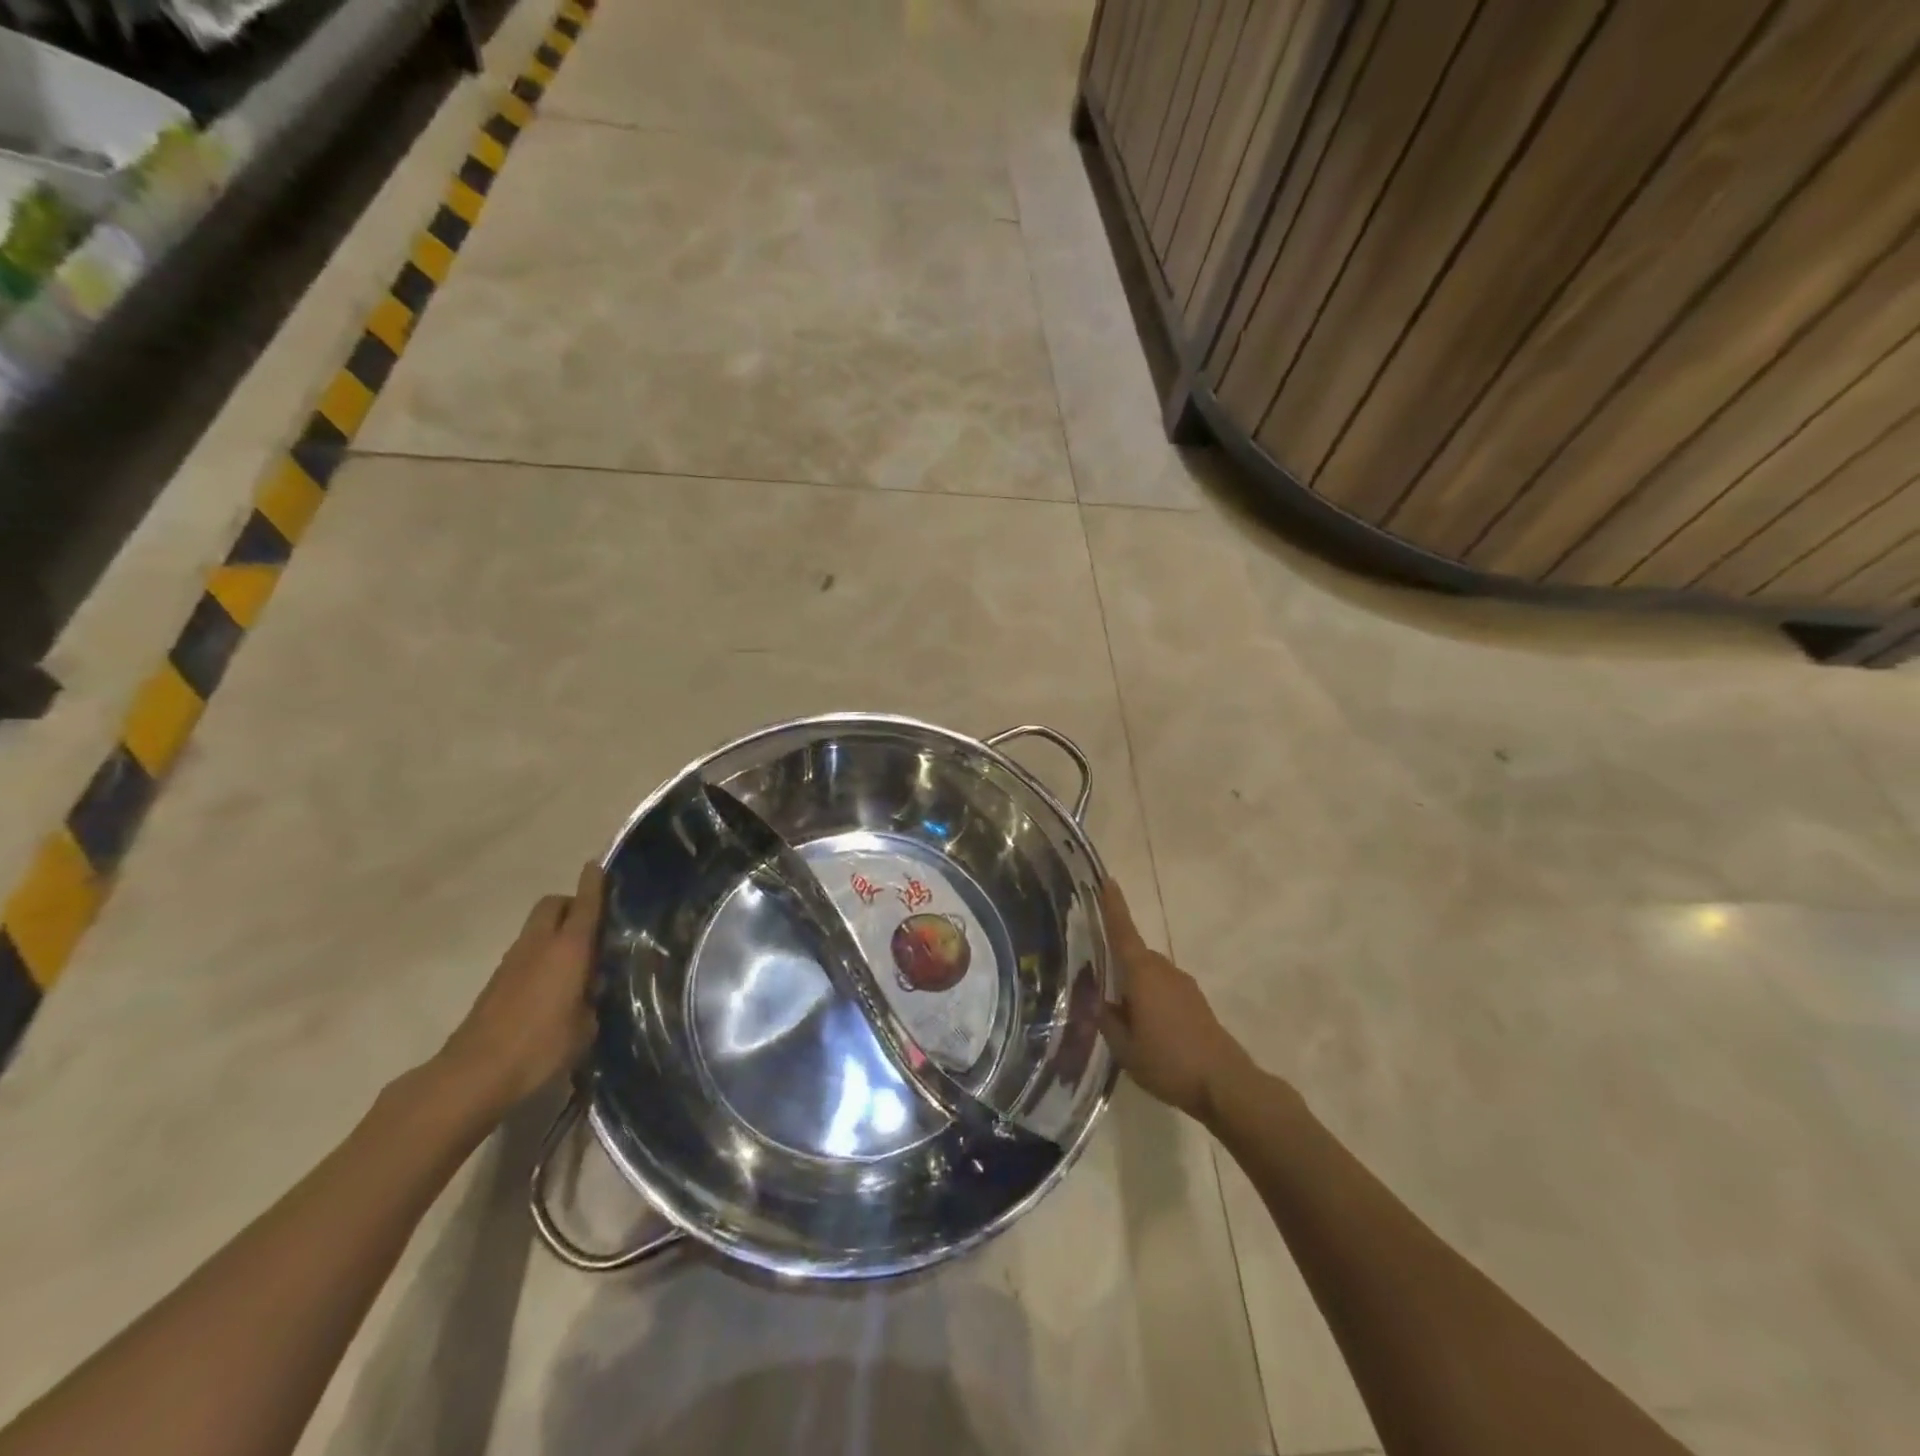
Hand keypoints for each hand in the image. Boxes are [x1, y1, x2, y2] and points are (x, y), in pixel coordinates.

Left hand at [436, 861, 603, 1115]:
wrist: (473, 1074)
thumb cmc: (540, 1046)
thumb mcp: (585, 1028)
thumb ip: (592, 1000)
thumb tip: (591, 990)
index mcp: (569, 949)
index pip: (585, 904)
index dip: (593, 883)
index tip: (598, 865)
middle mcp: (539, 945)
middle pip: (553, 904)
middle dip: (571, 904)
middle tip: (591, 924)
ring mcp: (512, 962)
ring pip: (536, 929)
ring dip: (555, 932)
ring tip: (575, 960)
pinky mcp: (496, 983)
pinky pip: (525, 953)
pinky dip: (541, 956)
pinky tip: (552, 986)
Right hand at [1098, 880, 1253, 1124]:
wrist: (1225, 1083)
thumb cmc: (1168, 1062)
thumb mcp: (1124, 1048)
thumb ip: (1107, 1020)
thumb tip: (1099, 1002)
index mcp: (1142, 974)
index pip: (1123, 931)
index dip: (1113, 906)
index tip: (1107, 880)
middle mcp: (1164, 970)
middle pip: (1135, 954)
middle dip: (1118, 962)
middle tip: (1097, 979)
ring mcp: (1184, 985)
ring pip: (1150, 974)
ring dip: (1135, 984)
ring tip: (1120, 1013)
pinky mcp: (1196, 1002)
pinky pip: (1164, 988)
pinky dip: (1151, 997)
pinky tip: (1146, 1026)